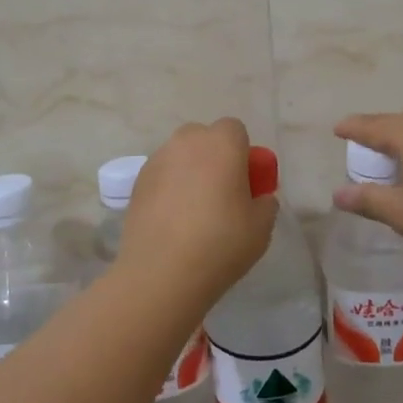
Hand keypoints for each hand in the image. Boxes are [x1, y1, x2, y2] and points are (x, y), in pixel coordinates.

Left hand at [118, 118, 277, 298]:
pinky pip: (161, 175)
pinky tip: (172, 221)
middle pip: (204, 138)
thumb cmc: (220, 243)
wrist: (162, 272)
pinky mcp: (137, 182)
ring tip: (193, 212)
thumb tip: (258, 198)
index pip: (235, 130)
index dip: (242, 154)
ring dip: (189, 172)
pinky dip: (168, 188)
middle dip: (214, 157)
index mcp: (222, 143)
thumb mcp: (262, 227)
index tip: (245, 184)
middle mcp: (187, 142)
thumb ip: (265, 203)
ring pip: (180, 156)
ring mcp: (157, 160)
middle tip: (221, 194)